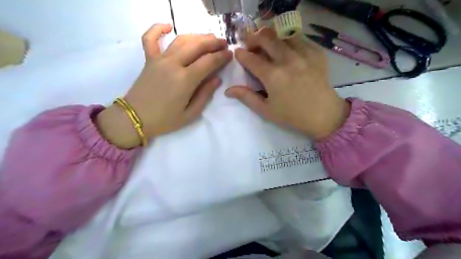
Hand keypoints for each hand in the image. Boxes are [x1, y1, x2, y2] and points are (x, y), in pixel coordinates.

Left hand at [97, 25, 233, 148]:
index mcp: (185, 80)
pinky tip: (168, 26)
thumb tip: (217, 79)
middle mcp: (173, 64)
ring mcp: (159, 59)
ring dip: (197, 36)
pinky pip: (150, 39)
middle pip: (197, 46)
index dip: (221, 56)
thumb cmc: (165, 120)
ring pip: (181, 40)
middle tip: (224, 43)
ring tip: (208, 37)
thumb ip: (205, 95)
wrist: (135, 118)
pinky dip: (157, 29)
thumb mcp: (190, 114)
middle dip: (213, 42)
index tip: (230, 54)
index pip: (208, 62)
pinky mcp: (148, 59)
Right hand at [227, 27, 349, 139]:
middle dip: (253, 38)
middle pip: (266, 37)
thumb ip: (246, 97)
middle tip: (251, 46)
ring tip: (268, 46)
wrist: (323, 115)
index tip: (238, 54)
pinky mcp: (316, 53)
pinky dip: (288, 41)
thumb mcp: (266, 110)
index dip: (241, 54)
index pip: (251, 58)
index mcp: (273, 76)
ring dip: (271, 37)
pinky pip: (300, 39)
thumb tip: (228, 90)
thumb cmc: (292, 115)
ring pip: (282, 34)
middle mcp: (287, 60)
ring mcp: (304, 54)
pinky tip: (287, 50)